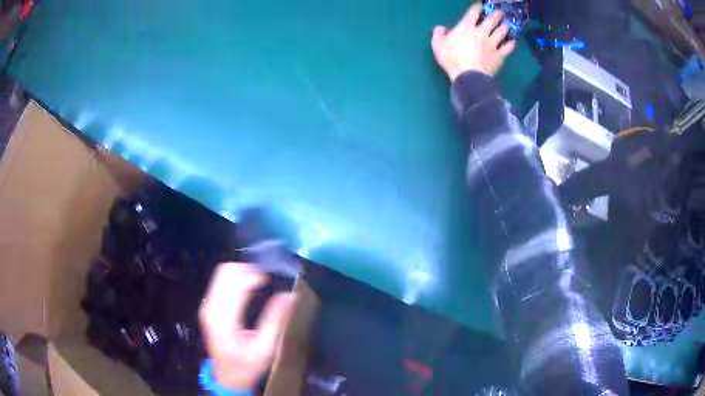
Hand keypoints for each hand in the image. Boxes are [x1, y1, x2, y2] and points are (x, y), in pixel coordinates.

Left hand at [199, 263, 296, 391]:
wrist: (227, 378)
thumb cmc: (247, 366)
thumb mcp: (266, 348)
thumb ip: (276, 320)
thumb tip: (290, 295)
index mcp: (223, 318)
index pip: (236, 284)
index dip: (254, 276)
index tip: (272, 280)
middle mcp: (211, 307)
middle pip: (225, 272)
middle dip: (247, 270)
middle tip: (266, 279)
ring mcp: (207, 306)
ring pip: (221, 273)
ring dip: (241, 272)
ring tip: (259, 282)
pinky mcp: (208, 307)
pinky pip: (219, 282)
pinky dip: (235, 278)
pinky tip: (248, 288)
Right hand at [431, 3, 515, 81]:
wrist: (468, 76)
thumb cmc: (451, 59)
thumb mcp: (437, 45)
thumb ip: (438, 34)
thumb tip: (441, 28)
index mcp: (466, 27)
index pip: (473, 12)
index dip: (477, 7)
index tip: (480, 5)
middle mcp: (481, 32)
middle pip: (492, 19)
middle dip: (496, 14)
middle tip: (499, 12)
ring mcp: (492, 44)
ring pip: (501, 31)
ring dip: (505, 26)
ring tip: (507, 23)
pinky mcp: (499, 55)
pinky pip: (508, 48)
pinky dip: (511, 44)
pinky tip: (513, 41)